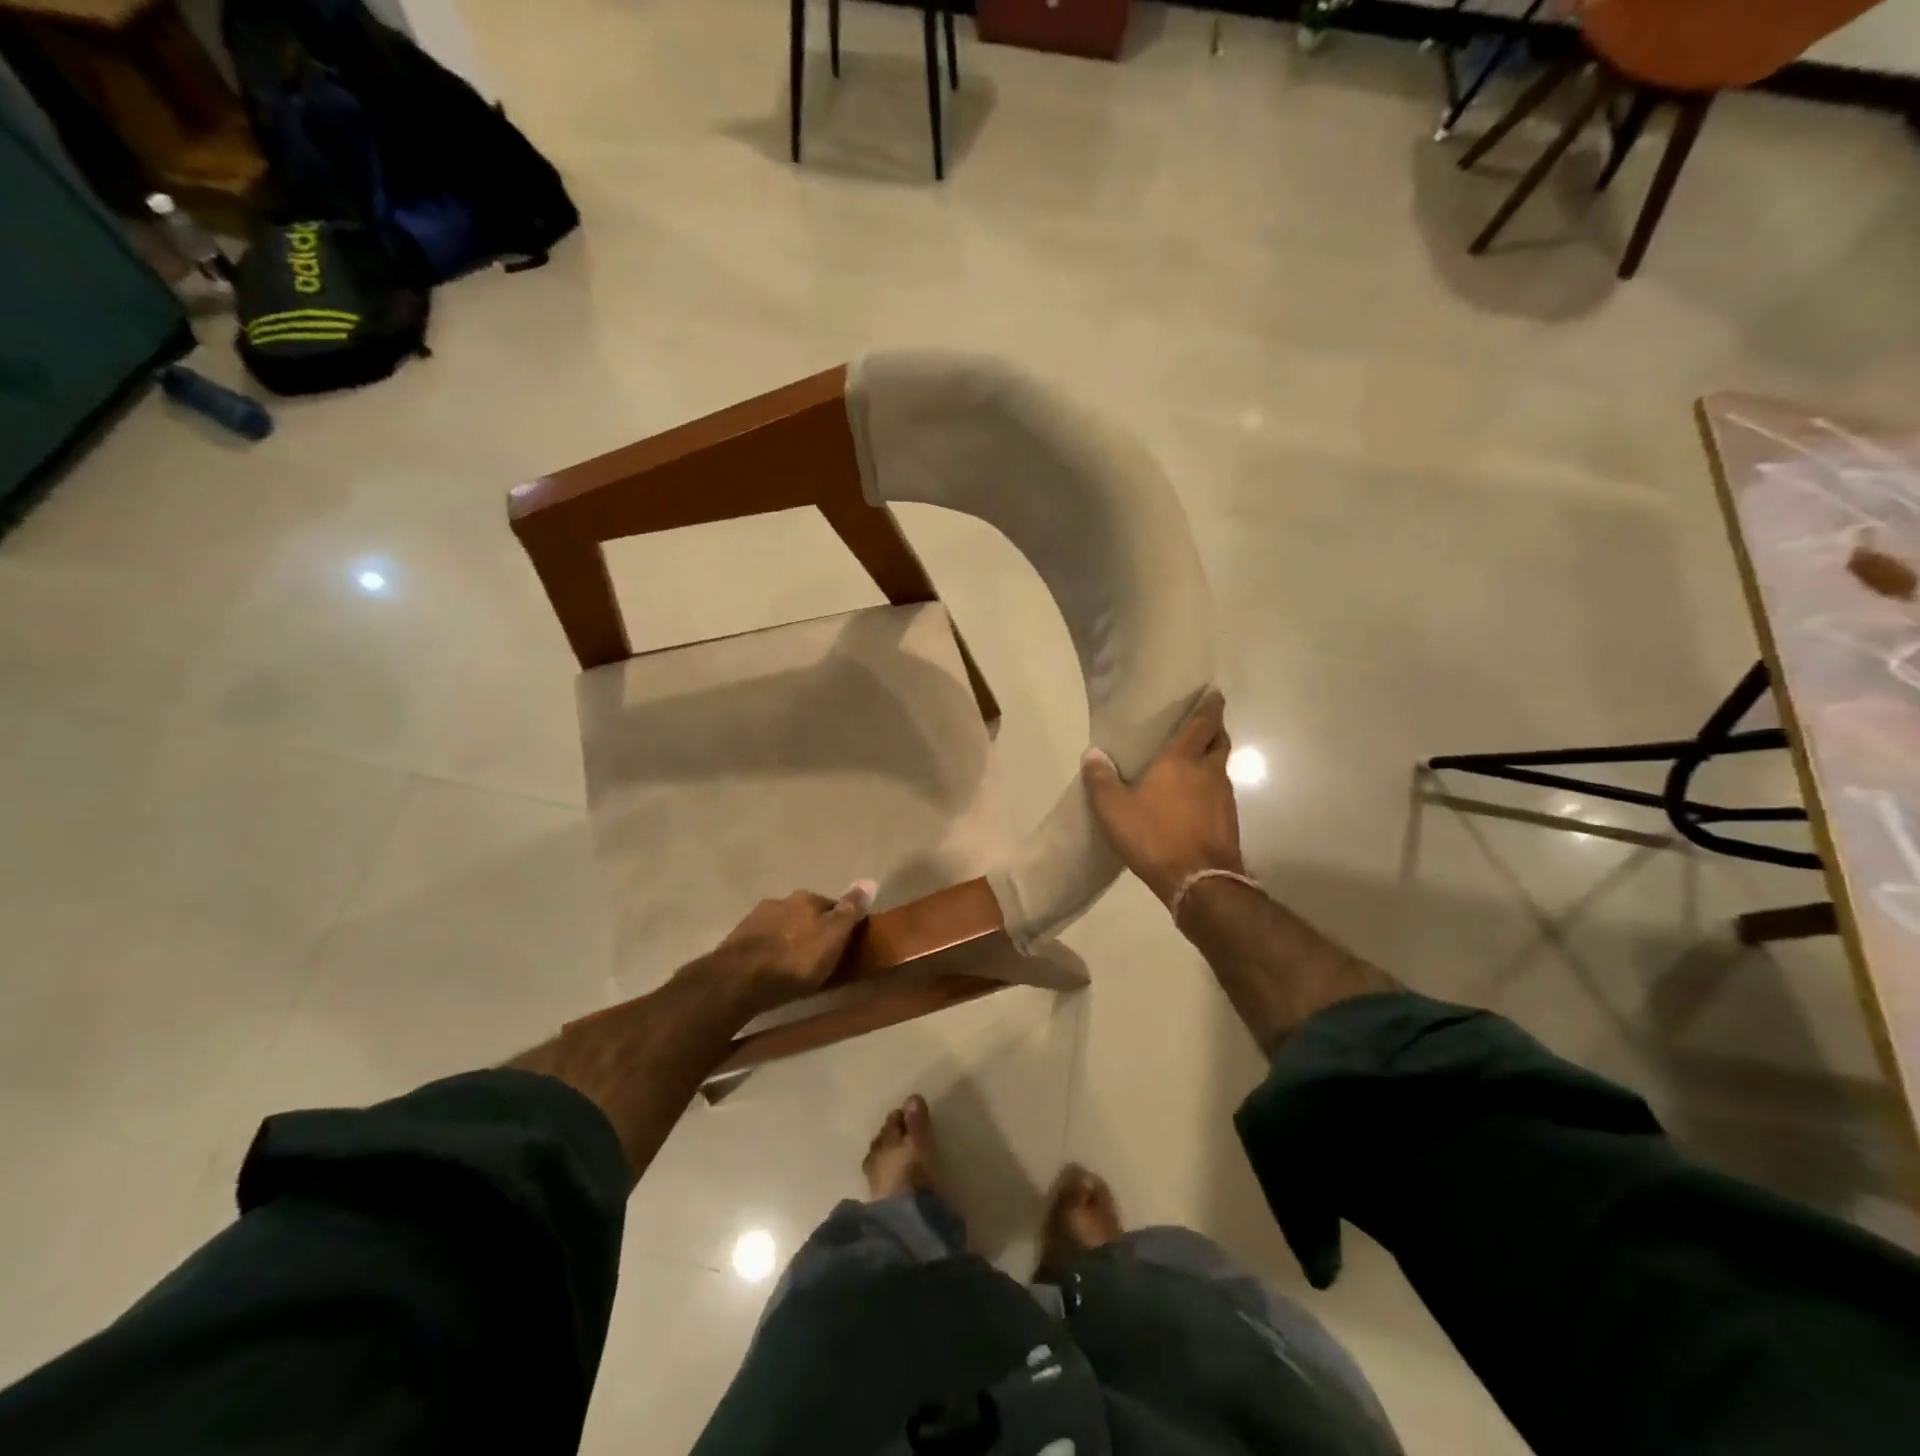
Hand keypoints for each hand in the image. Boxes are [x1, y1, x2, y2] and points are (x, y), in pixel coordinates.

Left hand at [698, 882, 877, 1019]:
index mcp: (806, 898)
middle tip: (819, 957)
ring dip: (788, 940)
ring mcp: (755, 919)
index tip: (844, 943)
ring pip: (781, 926)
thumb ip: (850, 910)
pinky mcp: (736, 941)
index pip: (832, 905)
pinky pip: (762, 942)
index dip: (840, 924)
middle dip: (811, 930)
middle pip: (804, 914)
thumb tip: (870, 880)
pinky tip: (771, 969)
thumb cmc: (795, 960)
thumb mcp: (833, 937)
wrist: (738, 980)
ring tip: (793, 966)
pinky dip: (769, 952)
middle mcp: (780, 901)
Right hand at [1082, 689, 1244, 906]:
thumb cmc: (1154, 836)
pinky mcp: (1229, 820)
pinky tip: (1196, 799)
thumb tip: (1092, 754)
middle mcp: (1209, 771)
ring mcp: (1225, 797)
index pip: (1202, 723)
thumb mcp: (1115, 810)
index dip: (1209, 707)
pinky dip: (1212, 788)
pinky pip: (1222, 793)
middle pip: (1220, 741)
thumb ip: (1102, 781)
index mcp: (1182, 760)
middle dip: (1215, 730)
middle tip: (1202, 726)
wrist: (1199, 881)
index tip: (1213, 695)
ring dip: (1213, 760)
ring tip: (1194, 763)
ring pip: (1222, 767)